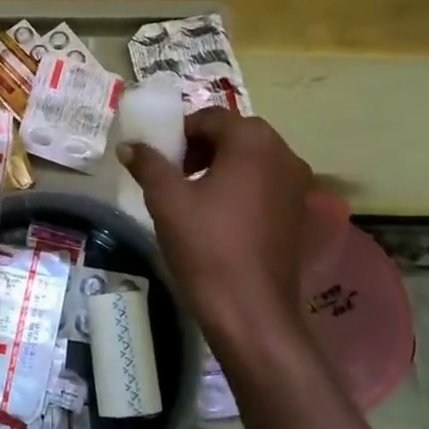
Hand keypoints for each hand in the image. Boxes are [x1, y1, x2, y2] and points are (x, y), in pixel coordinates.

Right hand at [119, 110, 316, 367]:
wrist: (250, 310)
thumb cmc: (206, 246)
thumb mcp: (166, 200)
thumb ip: (148, 165)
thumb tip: (130, 146)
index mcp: (253, 141)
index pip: (210, 118)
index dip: (179, 133)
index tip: (158, 158)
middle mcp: (283, 153)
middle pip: (234, 135)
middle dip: (200, 149)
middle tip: (171, 174)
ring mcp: (296, 184)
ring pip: (251, 160)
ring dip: (219, 167)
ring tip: (191, 196)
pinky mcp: (298, 212)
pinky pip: (264, 184)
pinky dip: (240, 187)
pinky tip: (217, 216)